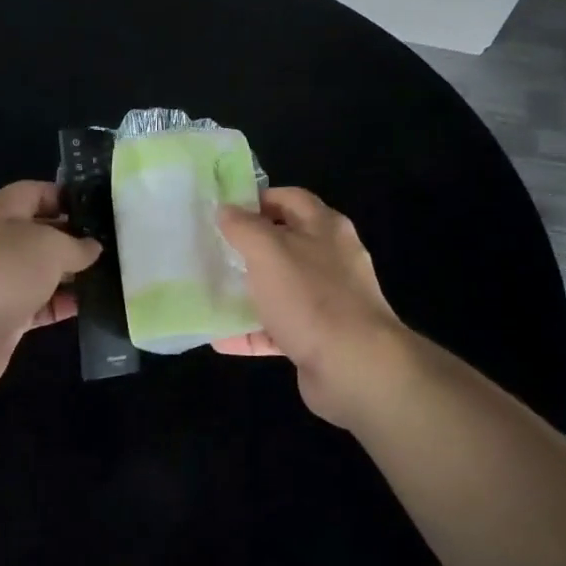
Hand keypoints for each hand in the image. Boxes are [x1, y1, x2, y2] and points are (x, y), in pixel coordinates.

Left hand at [0, 181, 101, 397]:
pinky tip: (95, 306)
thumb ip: (76, 244)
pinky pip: (43, 305)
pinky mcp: (8, 317)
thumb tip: (92, 248)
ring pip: (46, 272)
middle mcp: (0, 242)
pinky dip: (65, 305)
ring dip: (75, 275)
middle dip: (78, 239)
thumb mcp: (48, 245)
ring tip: (116, 276)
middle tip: (119, 245)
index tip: (103, 211)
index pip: (38, 193)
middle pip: (44, 234)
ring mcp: (2, 281)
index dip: (69, 197)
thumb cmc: (1, 270)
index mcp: (2, 211)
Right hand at [214, 187, 409, 426]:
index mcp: (325, 228)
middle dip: (249, 247)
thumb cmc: (311, 297)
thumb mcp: (268, 252)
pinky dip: (252, 332)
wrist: (355, 367)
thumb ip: (244, 228)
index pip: (290, 198)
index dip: (258, 199)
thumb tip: (225, 210)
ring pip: (280, 288)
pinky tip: (221, 338)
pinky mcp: (319, 338)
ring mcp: (327, 301)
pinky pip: (279, 330)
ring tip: (211, 292)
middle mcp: (330, 260)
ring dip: (248, 291)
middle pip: (285, 243)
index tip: (224, 210)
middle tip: (212, 250)